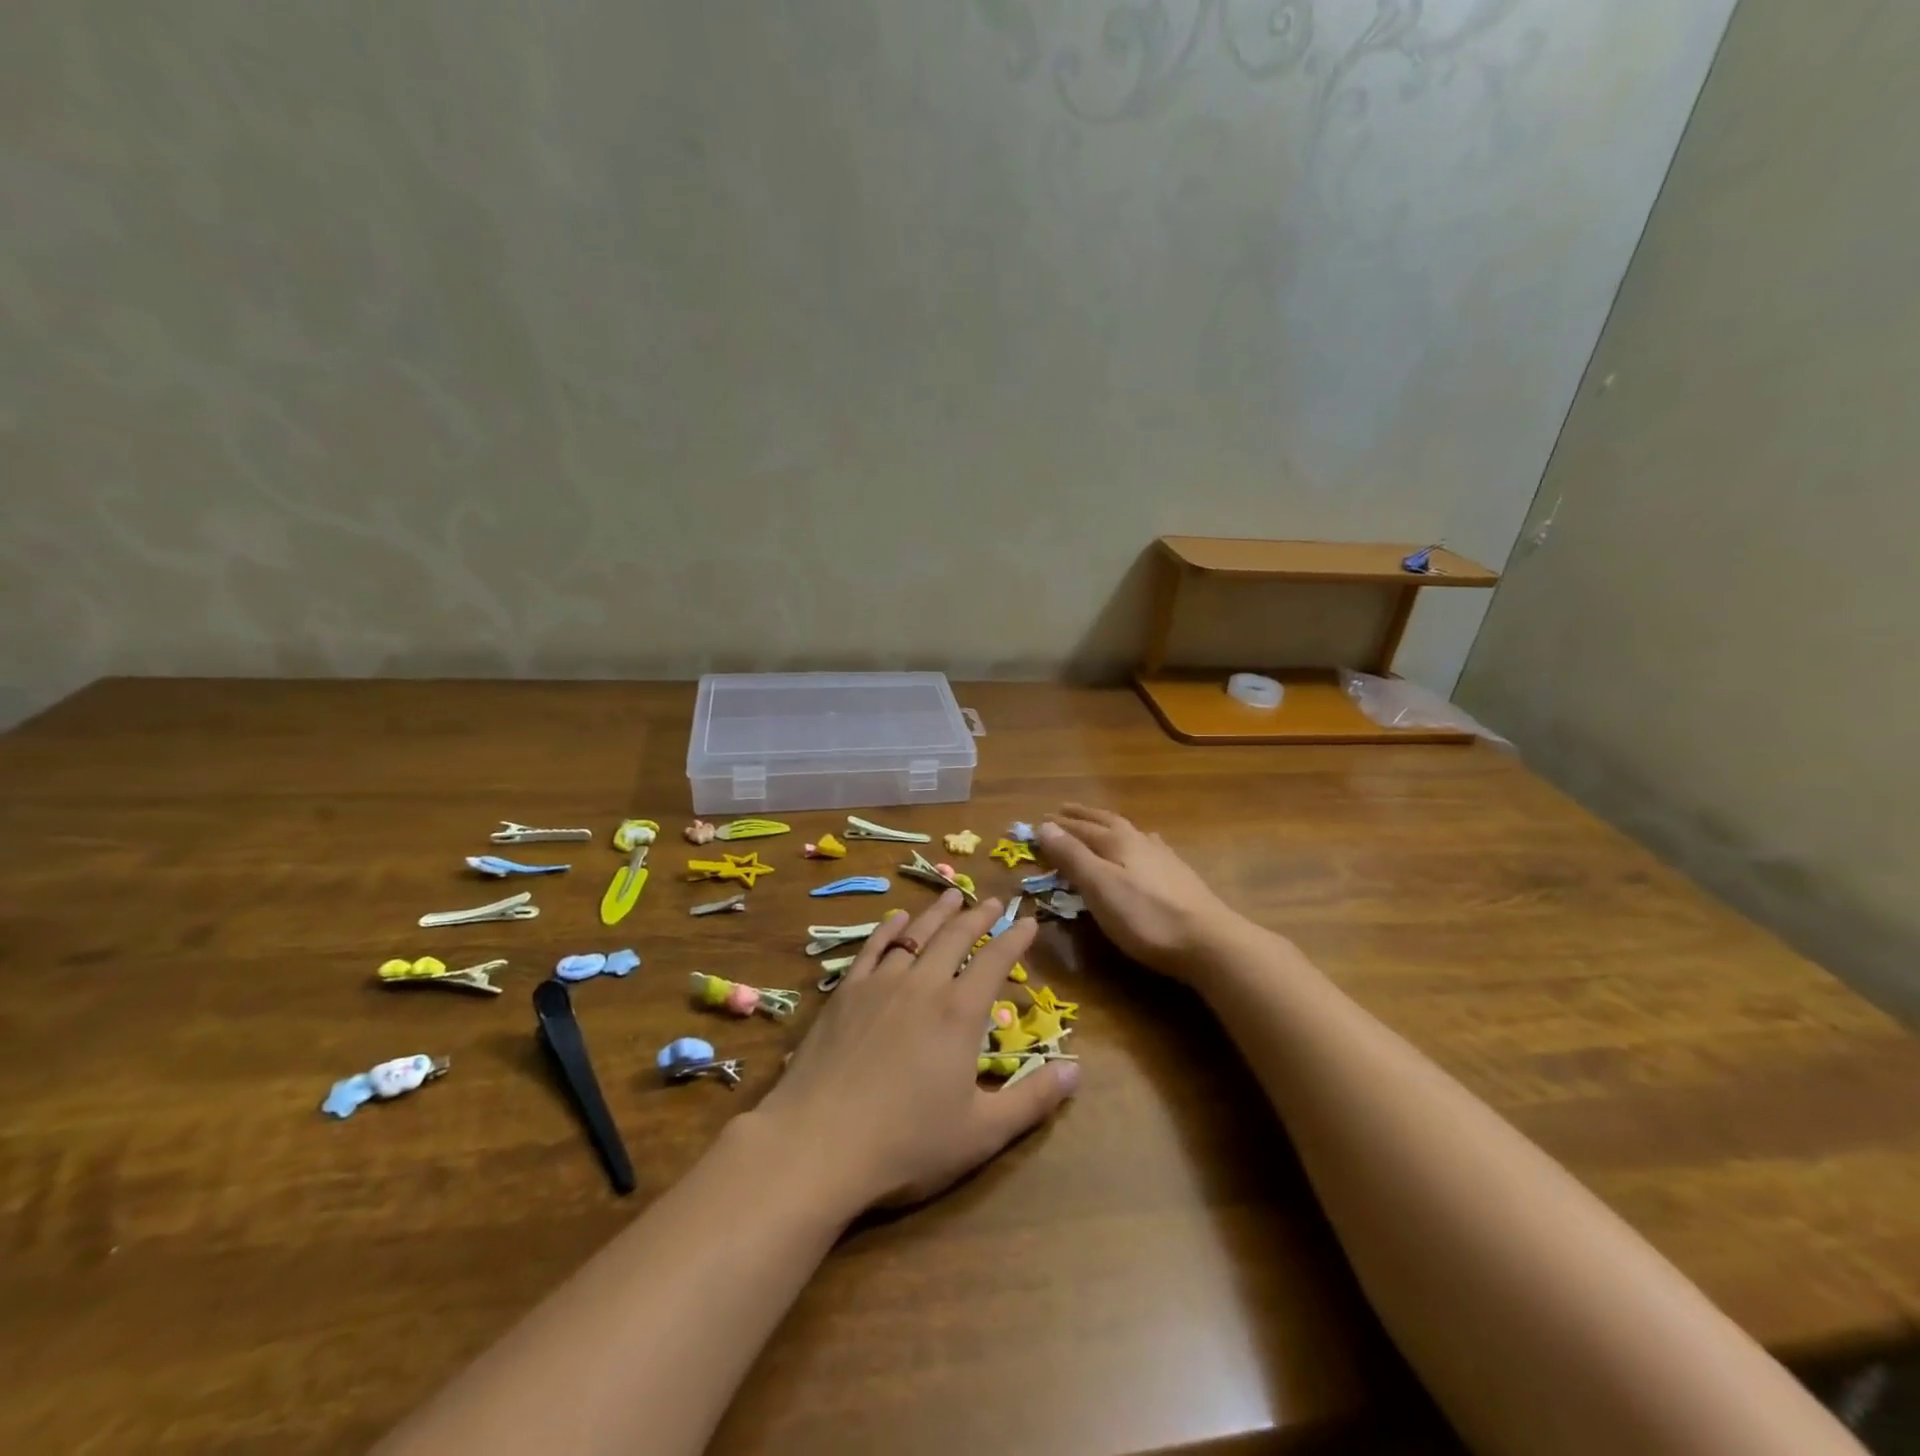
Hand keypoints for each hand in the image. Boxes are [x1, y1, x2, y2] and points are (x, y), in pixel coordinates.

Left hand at [752, 890, 1078, 1212]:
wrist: (818, 1144)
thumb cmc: (907, 1144)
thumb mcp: (982, 1132)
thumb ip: (1033, 1099)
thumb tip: (1077, 1069)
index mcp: (960, 1013)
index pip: (995, 960)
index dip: (1015, 938)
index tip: (1029, 920)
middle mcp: (923, 985)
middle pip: (956, 937)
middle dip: (979, 916)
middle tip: (995, 900)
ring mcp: (880, 985)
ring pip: (915, 935)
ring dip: (937, 913)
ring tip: (953, 895)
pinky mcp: (845, 993)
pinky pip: (872, 949)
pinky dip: (888, 930)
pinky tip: (896, 920)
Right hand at [1036, 805, 1247, 979]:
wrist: (1209, 941)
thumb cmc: (1146, 917)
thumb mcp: (1099, 887)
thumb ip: (1072, 856)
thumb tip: (1045, 826)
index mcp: (1117, 842)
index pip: (1080, 828)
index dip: (1058, 826)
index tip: (1038, 821)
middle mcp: (1139, 841)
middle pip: (1106, 822)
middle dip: (1082, 817)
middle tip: (1063, 810)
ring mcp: (1162, 857)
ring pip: (1129, 832)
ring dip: (1107, 825)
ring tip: (1097, 823)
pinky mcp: (1178, 876)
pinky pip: (1148, 846)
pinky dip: (1135, 841)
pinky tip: (1144, 846)